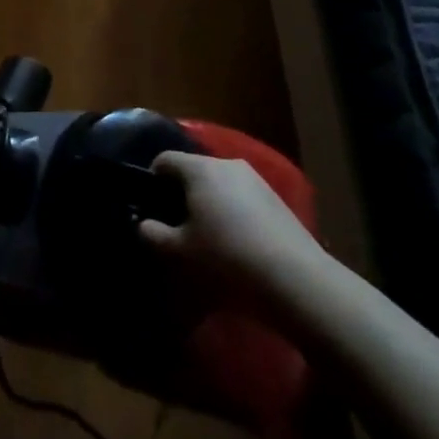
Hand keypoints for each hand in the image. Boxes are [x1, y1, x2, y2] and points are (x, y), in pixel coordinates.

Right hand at [139, 152, 332, 318]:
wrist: (295, 279)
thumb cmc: (227, 258)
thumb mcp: (181, 252)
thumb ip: (153, 234)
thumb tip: (142, 224)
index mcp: (199, 168)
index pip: (164, 160)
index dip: (152, 180)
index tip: (152, 208)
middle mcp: (225, 163)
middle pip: (193, 170)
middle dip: (182, 193)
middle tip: (179, 226)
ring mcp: (254, 178)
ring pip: (220, 183)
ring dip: (209, 203)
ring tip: (210, 237)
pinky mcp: (276, 197)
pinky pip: (242, 196)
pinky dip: (233, 211)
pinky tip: (238, 243)